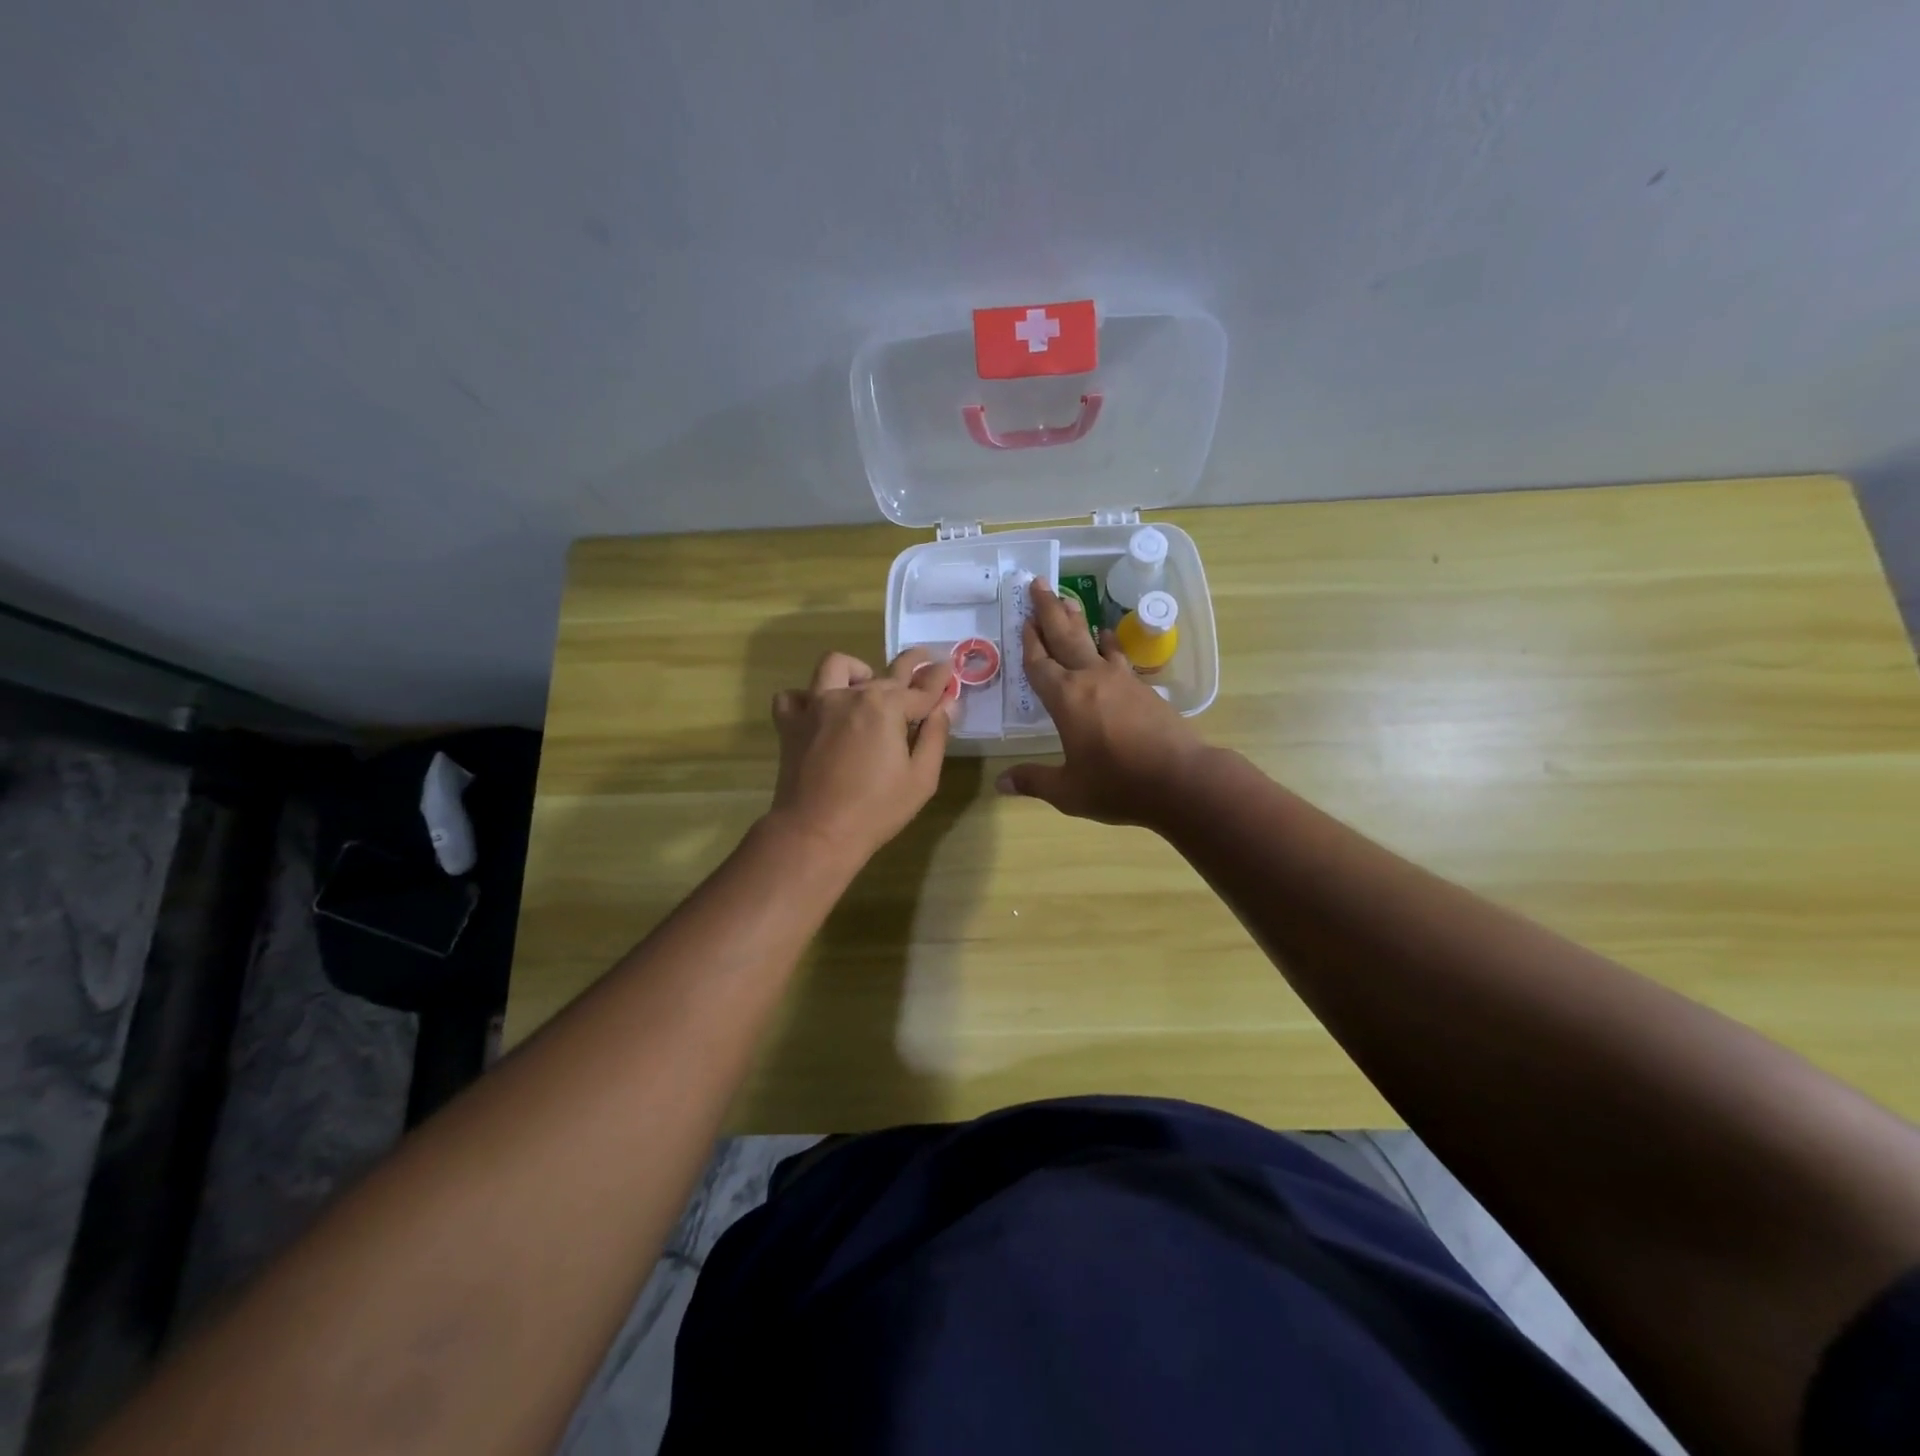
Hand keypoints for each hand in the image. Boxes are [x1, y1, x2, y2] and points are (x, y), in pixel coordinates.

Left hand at [767, 647, 956, 866]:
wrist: (815, 832)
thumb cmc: (876, 810)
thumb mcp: (921, 778)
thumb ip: (935, 735)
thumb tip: (946, 704)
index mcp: (886, 708)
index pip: (920, 689)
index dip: (938, 680)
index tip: (949, 669)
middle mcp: (851, 696)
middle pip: (886, 674)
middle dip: (910, 666)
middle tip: (924, 661)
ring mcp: (816, 706)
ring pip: (836, 667)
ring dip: (855, 671)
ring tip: (865, 683)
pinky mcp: (791, 723)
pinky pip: (794, 696)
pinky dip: (807, 698)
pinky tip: (820, 711)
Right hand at [996, 581, 1206, 825]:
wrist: (1181, 780)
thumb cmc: (1118, 785)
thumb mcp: (1069, 791)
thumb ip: (1034, 781)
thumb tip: (1001, 783)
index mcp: (1065, 699)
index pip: (1040, 664)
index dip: (1029, 642)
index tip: (1023, 619)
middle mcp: (1090, 679)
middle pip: (1065, 637)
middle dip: (1049, 610)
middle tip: (1038, 583)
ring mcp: (1121, 680)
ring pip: (1092, 641)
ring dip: (1077, 620)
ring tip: (1068, 600)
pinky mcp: (1143, 688)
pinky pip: (1118, 656)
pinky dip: (1108, 644)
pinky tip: (1107, 638)